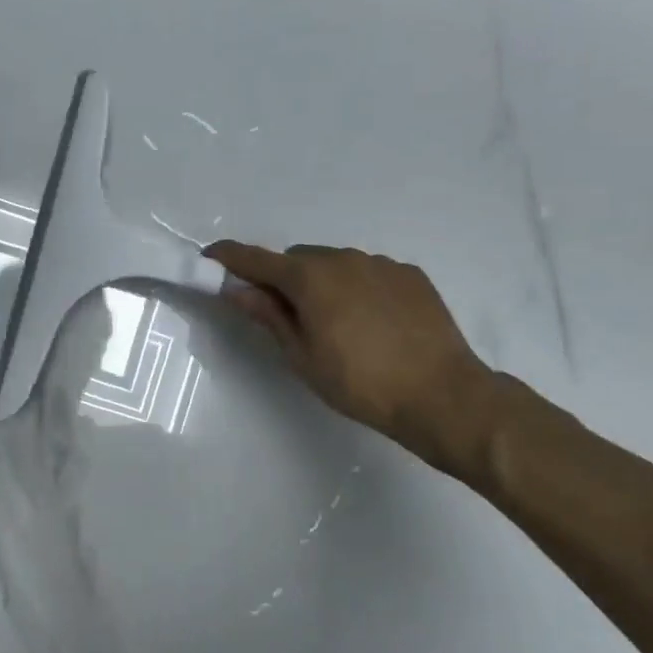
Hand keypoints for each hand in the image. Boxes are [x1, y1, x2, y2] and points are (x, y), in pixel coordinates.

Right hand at [205, 241, 497, 478]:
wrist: (442, 395)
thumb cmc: (360, 383)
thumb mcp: (302, 356)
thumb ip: (268, 316)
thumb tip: (237, 289)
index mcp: (310, 278)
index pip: (256, 258)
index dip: (229, 257)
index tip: (210, 258)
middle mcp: (343, 258)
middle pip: (297, 259)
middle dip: (283, 279)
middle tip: (284, 314)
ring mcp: (380, 264)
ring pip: (334, 264)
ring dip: (322, 282)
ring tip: (334, 323)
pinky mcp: (410, 275)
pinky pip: (368, 272)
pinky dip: (356, 287)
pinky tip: (370, 322)